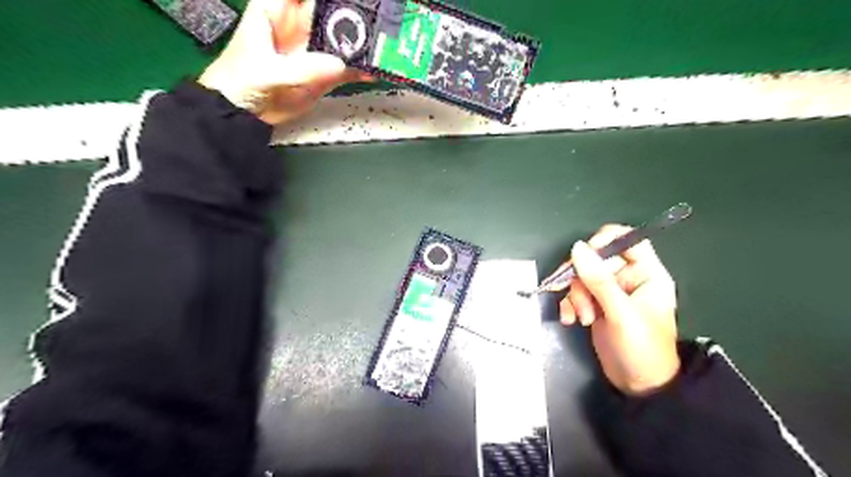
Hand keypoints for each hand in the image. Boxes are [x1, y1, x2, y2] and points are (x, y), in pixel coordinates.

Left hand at [201, 0, 373, 123]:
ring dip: (363, 42)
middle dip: (354, 13)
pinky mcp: (324, 72)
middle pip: (333, 10)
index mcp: (277, 10)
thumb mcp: (268, 72)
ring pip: (344, 38)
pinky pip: (348, 67)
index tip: (353, 1)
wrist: (244, 114)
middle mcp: (300, 25)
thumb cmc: (241, 82)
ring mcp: (315, 50)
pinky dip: (362, 69)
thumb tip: (337, 64)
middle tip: (376, 21)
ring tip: (382, 47)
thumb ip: (302, 68)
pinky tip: (375, 70)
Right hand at [556, 226, 682, 395]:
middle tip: (581, 301)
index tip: (584, 255)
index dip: (604, 241)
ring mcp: (610, 291)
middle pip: (596, 259)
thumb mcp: (621, 313)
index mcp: (646, 273)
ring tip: (582, 318)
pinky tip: (569, 319)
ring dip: (575, 296)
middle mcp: (628, 278)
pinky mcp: (595, 304)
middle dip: (582, 280)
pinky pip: (575, 292)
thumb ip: (599, 280)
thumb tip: (578, 247)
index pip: (627, 240)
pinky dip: (569, 304)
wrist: (638, 386)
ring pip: (581, 276)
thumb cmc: (641, 349)